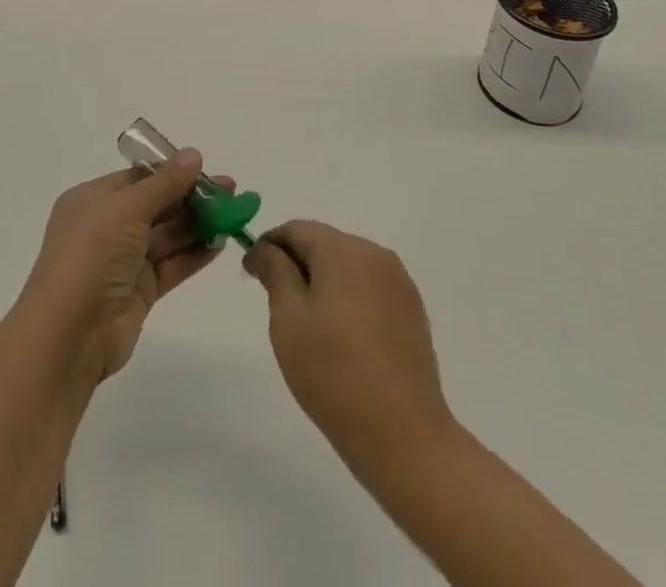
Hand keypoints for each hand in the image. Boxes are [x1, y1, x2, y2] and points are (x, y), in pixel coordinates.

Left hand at [20, 151, 230, 381]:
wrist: (69, 334)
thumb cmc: (92, 254)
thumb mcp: (127, 208)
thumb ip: (164, 183)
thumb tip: (193, 155)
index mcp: (93, 200)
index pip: (138, 178)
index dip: (172, 172)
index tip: (207, 170)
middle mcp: (107, 227)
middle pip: (156, 205)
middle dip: (192, 198)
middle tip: (231, 192)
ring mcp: (123, 261)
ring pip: (167, 236)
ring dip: (198, 225)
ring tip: (233, 214)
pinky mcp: (139, 292)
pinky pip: (171, 265)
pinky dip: (194, 254)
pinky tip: (220, 243)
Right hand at [244, 221, 453, 463]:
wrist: (404, 435)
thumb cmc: (334, 373)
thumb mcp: (288, 321)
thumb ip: (275, 273)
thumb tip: (264, 248)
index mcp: (342, 250)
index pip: (297, 229)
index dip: (270, 245)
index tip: (252, 272)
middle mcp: (374, 254)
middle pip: (325, 244)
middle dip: (297, 263)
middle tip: (277, 302)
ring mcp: (399, 282)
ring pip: (348, 266)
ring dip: (324, 281)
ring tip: (310, 324)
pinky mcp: (412, 310)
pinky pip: (370, 288)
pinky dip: (350, 299)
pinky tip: (343, 336)